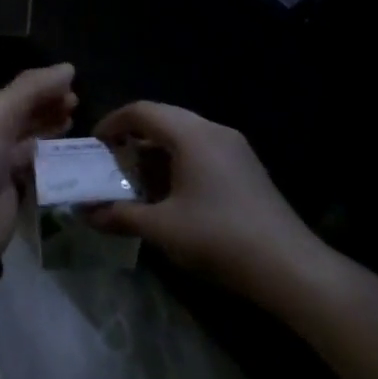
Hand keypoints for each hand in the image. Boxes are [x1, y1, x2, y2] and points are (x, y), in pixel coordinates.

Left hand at [0, 64, 75, 250]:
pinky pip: (39, 170)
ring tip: (76, 123)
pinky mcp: (16, 193)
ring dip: (53, 131)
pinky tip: (72, 157)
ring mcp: (4, 166)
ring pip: (33, 142)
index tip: (73, 82)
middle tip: (77, 103)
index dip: (43, 86)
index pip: (18, 93)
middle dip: (49, 107)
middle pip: (26, 116)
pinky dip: (55, 161)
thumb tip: (68, 68)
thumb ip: (31, 91)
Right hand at [87, 102, 335, 309]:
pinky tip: (170, 193)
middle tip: (110, 162)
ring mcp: (234, 148)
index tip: (94, 145)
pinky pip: (202, 150)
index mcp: (191, 135)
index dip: (113, 123)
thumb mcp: (162, 228)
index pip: (142, 111)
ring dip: (155, 151)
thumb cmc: (220, 238)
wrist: (291, 267)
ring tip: (136, 180)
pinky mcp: (246, 167)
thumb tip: (86, 213)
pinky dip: (178, 161)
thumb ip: (121, 215)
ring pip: (183, 135)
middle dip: (132, 137)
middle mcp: (213, 131)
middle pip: (163, 119)